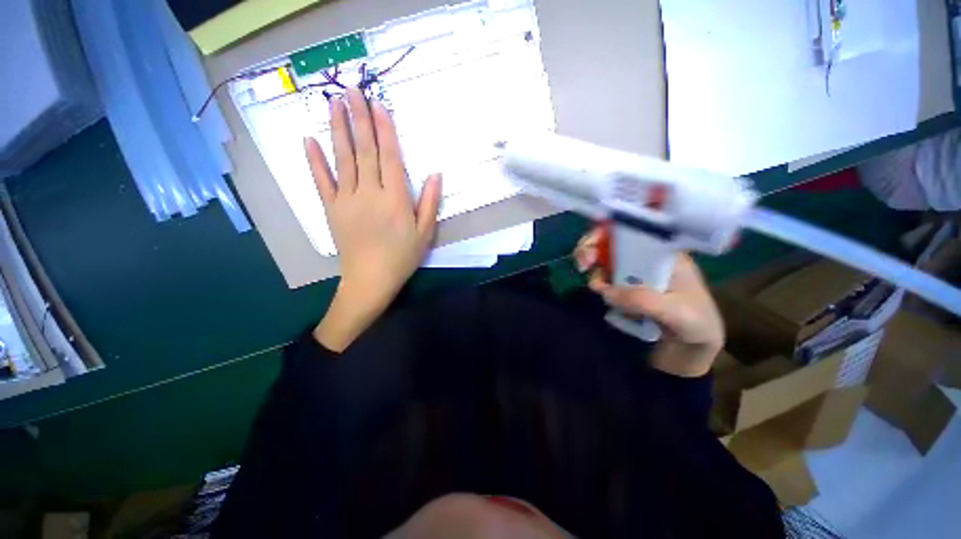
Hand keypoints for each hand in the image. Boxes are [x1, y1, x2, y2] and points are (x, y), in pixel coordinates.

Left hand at [306, 88, 441, 351]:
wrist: (370, 280)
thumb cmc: (402, 257)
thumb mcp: (425, 233)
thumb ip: (429, 202)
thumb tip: (435, 174)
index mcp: (395, 199)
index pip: (390, 157)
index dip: (384, 130)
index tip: (378, 104)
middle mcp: (370, 193)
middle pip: (364, 151)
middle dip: (358, 119)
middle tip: (351, 90)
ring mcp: (347, 199)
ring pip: (343, 159)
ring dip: (338, 130)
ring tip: (333, 104)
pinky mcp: (331, 209)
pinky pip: (321, 181)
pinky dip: (314, 160)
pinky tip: (308, 140)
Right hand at [574, 227, 723, 376]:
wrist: (690, 350)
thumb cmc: (695, 325)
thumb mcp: (677, 312)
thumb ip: (643, 300)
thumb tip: (605, 291)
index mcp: (663, 253)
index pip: (632, 230)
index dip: (608, 231)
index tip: (594, 245)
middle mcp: (644, 258)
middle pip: (611, 242)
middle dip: (592, 248)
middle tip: (583, 264)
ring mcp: (631, 274)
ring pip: (603, 260)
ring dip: (592, 268)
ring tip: (595, 288)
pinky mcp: (622, 289)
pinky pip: (602, 280)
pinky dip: (597, 285)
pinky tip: (601, 295)